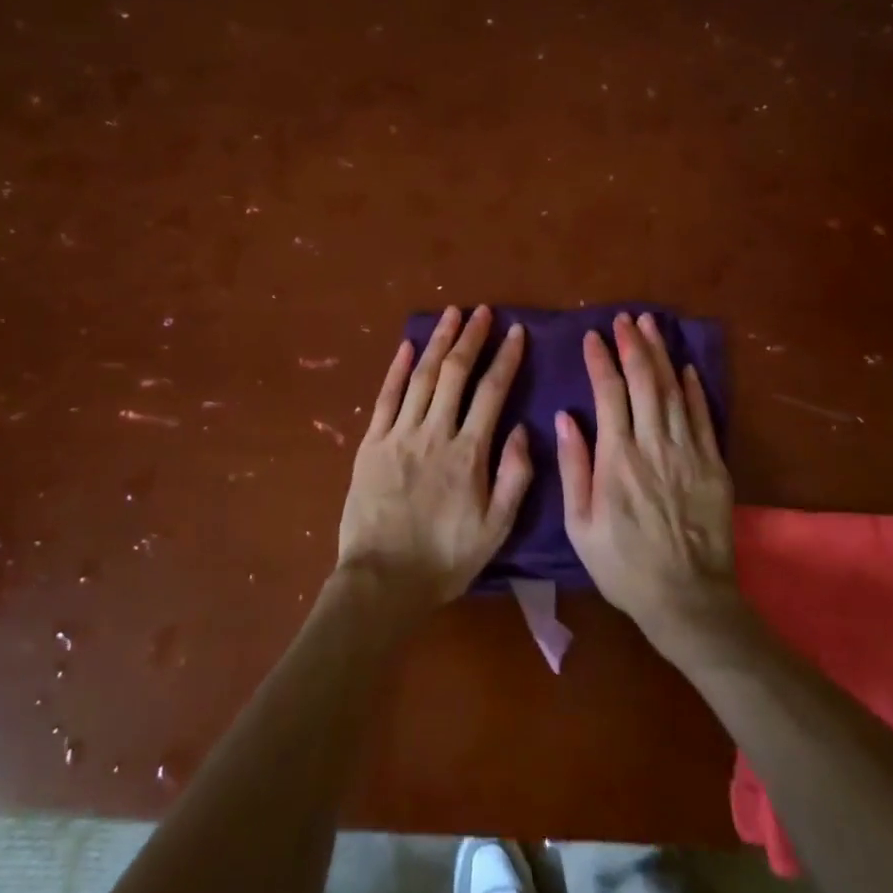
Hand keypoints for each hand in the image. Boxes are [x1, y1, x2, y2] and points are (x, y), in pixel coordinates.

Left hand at [336, 305, 531, 610]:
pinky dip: (397, 368)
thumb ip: (515, 477)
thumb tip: (520, 429)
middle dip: (471, 338)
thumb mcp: (496, 528)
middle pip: (455, 373)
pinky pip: (386, 397)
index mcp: (469, 453)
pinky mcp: (371, 443)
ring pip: (422, 377)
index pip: (492, 392)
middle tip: (482, 311)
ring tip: (451, 315)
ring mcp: (399, 435)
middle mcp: (435, 433)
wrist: (383, 581)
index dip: (506, 359)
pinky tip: (408, 346)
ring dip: (438, 342)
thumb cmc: (445, 558)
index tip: (516, 332)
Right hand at [557, 313, 741, 651]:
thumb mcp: (580, 525)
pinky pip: (704, 417)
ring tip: (653, 327)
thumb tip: (565, 418)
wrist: (687, 599)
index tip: (593, 337)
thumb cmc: (623, 565)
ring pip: (674, 391)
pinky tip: (686, 368)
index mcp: (617, 459)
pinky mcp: (713, 465)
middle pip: (645, 382)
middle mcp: (653, 446)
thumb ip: (574, 468)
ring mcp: (688, 453)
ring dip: (662, 356)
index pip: (609, 394)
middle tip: (627, 319)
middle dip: (634, 345)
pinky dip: (695, 389)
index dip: (601, 361)